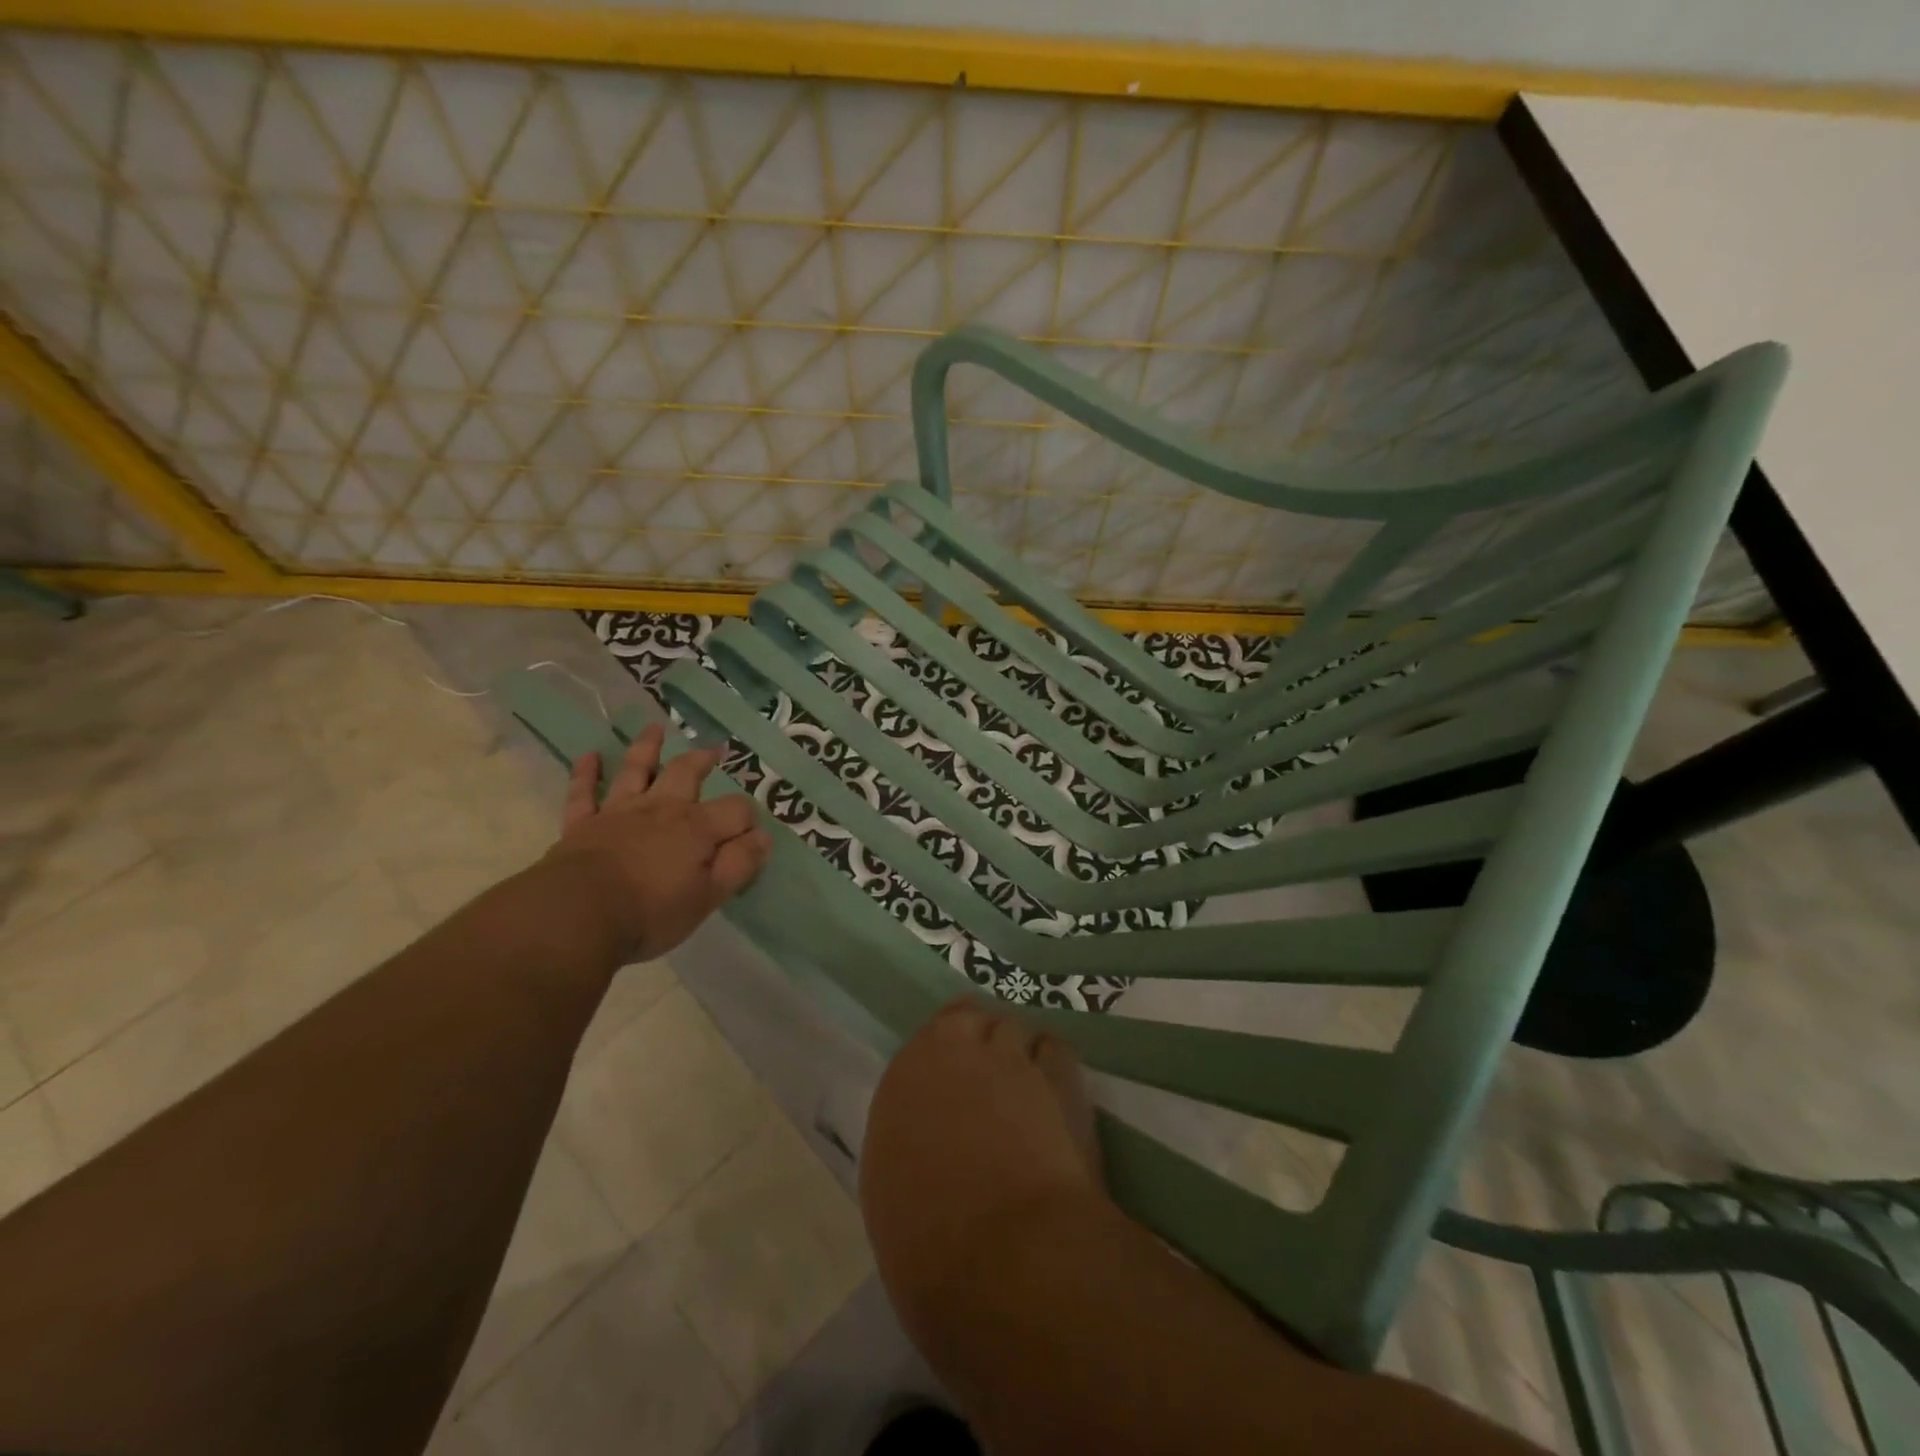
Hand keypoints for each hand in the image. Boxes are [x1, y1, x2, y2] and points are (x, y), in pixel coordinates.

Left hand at [544, 721, 772, 963]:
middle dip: (702, 761)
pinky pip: (584, 793)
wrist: (577, 916)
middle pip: (686, 774)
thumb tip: (762, 837)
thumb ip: (739, 864)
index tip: (752, 835)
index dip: (748, 819)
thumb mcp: (709, 896)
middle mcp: (661, 809)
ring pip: (636, 771)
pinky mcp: (582, 825)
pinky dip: (586, 773)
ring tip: (655, 729)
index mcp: (697, 828)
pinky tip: (591, 756)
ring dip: (647, 748)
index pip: (735, 810)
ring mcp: (619, 812)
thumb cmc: (651, 912)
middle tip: (713, 750)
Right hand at [860, 1000, 1104, 1343]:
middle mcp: (953, 1053)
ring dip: (1017, 1051)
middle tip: (989, 1080)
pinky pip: (1055, 1049)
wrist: (1007, 1261)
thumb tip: (930, 1146)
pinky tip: (1057, 1096)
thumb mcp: (893, 1197)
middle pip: (970, 1018)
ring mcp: (1009, 1058)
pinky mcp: (1060, 1076)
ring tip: (1027, 1088)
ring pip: (1013, 1028)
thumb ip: (910, 1147)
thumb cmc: (931, 1250)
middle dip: (979, 1039)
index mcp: (903, 1083)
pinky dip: (1054, 1066)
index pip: (925, 1043)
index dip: (943, 1058)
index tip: (951, 1085)